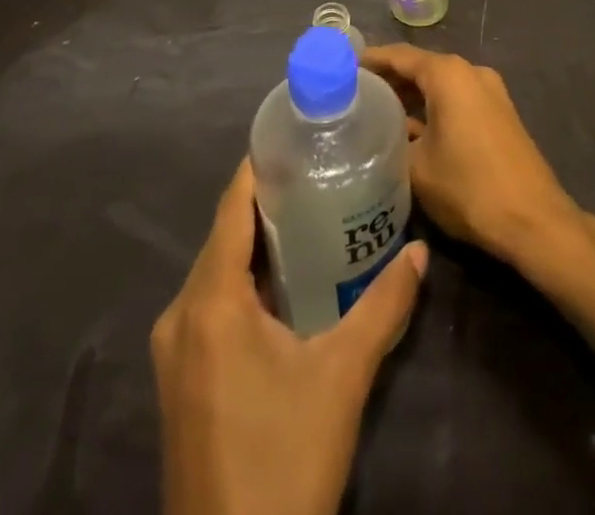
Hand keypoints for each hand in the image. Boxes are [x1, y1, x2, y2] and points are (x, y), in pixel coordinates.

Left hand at [151, 160, 428, 514]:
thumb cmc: (284, 458)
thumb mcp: (342, 376)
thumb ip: (384, 307)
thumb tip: (420, 251)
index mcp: (210, 300)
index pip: (232, 206)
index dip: (261, 165)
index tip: (299, 135)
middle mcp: (181, 314)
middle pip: (225, 235)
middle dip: (269, 201)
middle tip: (321, 172)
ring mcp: (174, 351)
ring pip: (218, 270)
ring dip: (259, 243)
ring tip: (312, 215)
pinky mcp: (180, 379)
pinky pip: (211, 304)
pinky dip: (246, 279)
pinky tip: (286, 283)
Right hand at [361, 44, 582, 267]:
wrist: (533, 220)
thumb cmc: (469, 187)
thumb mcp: (416, 167)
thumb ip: (391, 141)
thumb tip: (377, 134)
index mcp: (448, 74)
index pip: (399, 55)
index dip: (369, 60)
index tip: (341, 69)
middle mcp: (470, 72)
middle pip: (421, 67)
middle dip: (389, 79)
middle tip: (353, 94)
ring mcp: (490, 92)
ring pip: (440, 85)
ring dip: (411, 96)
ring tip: (375, 113)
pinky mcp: (499, 114)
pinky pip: (457, 100)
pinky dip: (433, 108)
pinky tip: (411, 130)